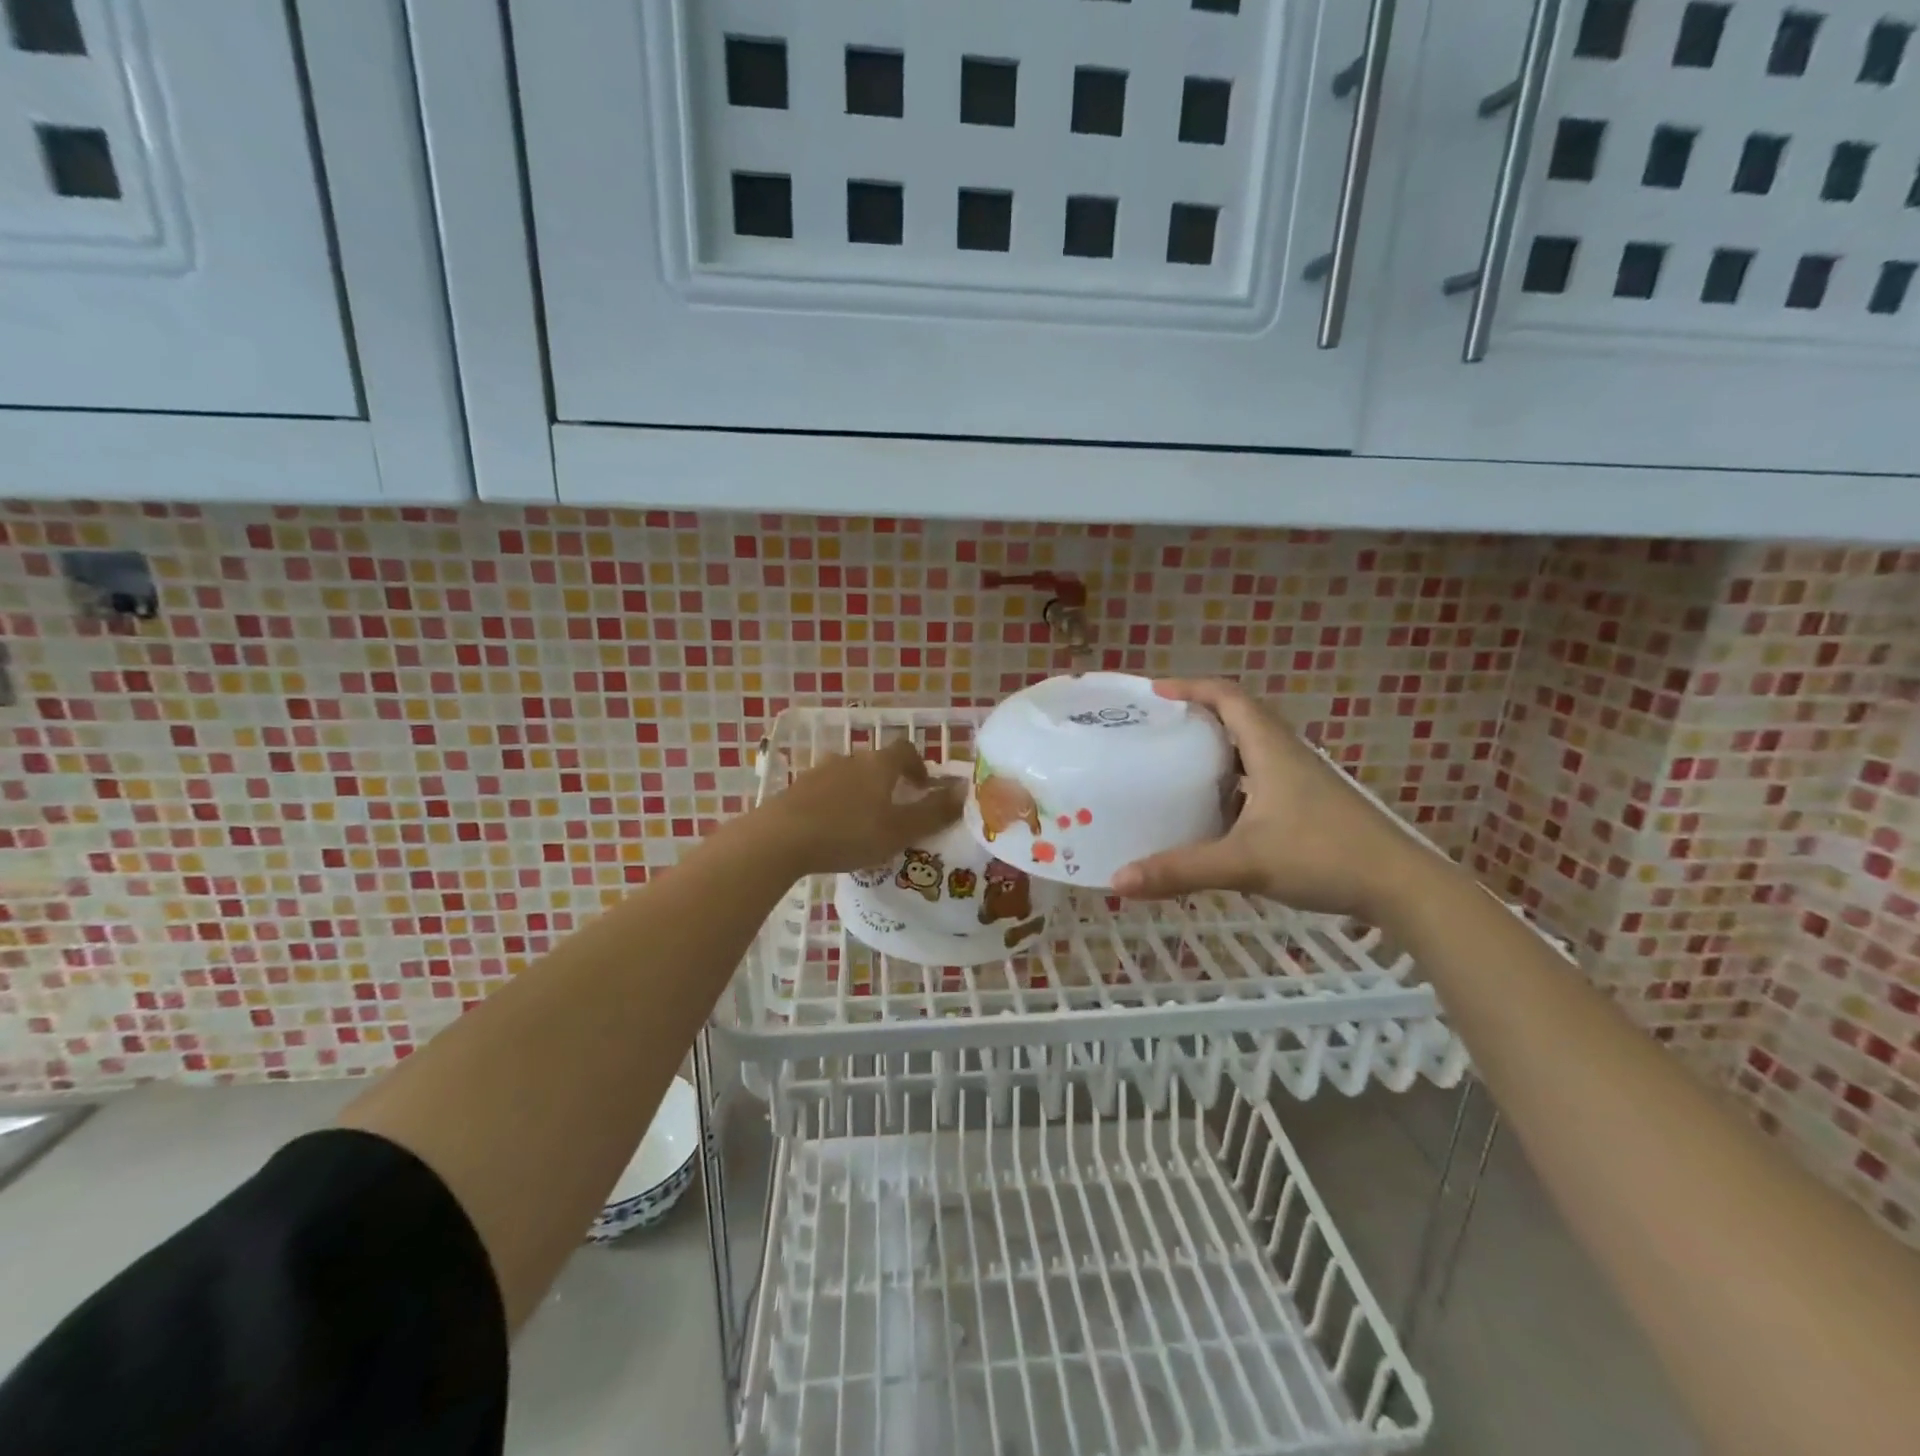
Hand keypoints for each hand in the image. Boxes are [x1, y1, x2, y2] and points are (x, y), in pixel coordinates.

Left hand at [756, 739, 964, 875]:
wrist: (781, 838)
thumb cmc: (849, 833)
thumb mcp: (900, 829)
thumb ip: (934, 811)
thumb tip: (965, 790)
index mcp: (879, 764)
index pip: (905, 750)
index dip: (918, 765)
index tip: (922, 787)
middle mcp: (851, 759)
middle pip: (876, 763)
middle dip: (889, 782)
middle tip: (896, 811)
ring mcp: (820, 771)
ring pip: (849, 777)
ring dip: (861, 794)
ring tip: (863, 824)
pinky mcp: (797, 788)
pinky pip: (825, 791)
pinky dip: (835, 804)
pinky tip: (832, 830)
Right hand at [1111, 679, 1447, 921]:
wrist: (1402, 887)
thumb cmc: (1323, 858)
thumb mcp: (1244, 863)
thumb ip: (1180, 870)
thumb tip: (1118, 881)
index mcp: (1271, 750)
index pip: (1229, 697)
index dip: (1192, 687)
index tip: (1155, 692)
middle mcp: (1288, 755)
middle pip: (1240, 716)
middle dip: (1199, 714)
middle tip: (1160, 727)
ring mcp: (1303, 779)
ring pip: (1253, 748)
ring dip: (1218, 747)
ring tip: (1179, 763)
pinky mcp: (1311, 803)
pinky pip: (1263, 775)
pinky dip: (1234, 780)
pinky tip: (1217, 810)